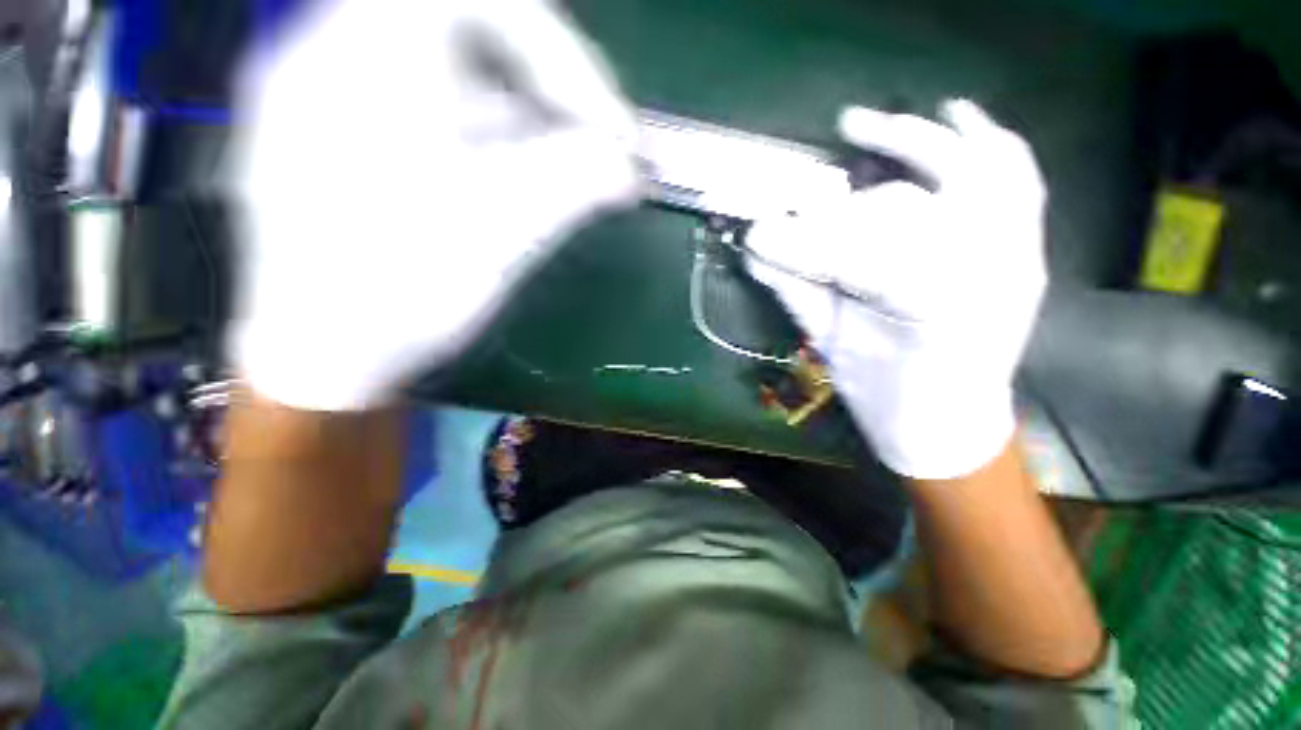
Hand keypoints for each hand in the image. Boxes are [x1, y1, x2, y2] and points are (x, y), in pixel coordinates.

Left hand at [229, 0, 638, 410]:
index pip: (487, 2)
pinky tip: (525, 181)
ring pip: (459, 77)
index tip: (606, 124)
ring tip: (573, 171)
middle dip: (552, 89)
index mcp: (367, 57)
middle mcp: (340, 54)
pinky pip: (437, 111)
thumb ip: (573, 184)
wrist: (322, 357)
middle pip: (475, 34)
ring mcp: (339, 94)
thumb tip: (629, 168)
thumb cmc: (401, 294)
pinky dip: (494, 139)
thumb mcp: (499, 234)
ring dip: (529, 120)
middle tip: (599, 145)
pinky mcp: (350, 135)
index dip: (563, 56)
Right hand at [747, 100, 1046, 478]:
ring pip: (972, 172)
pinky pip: (1018, 178)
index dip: (801, 244)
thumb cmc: (886, 395)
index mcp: (929, 313)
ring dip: (912, 142)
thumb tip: (755, 250)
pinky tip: (957, 115)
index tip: (757, 238)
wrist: (949, 423)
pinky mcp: (1025, 250)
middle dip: (836, 213)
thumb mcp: (832, 347)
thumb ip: (796, 293)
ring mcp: (1015, 254)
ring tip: (861, 125)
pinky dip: (989, 141)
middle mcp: (986, 274)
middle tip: (795, 207)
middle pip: (901, 211)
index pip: (856, 257)